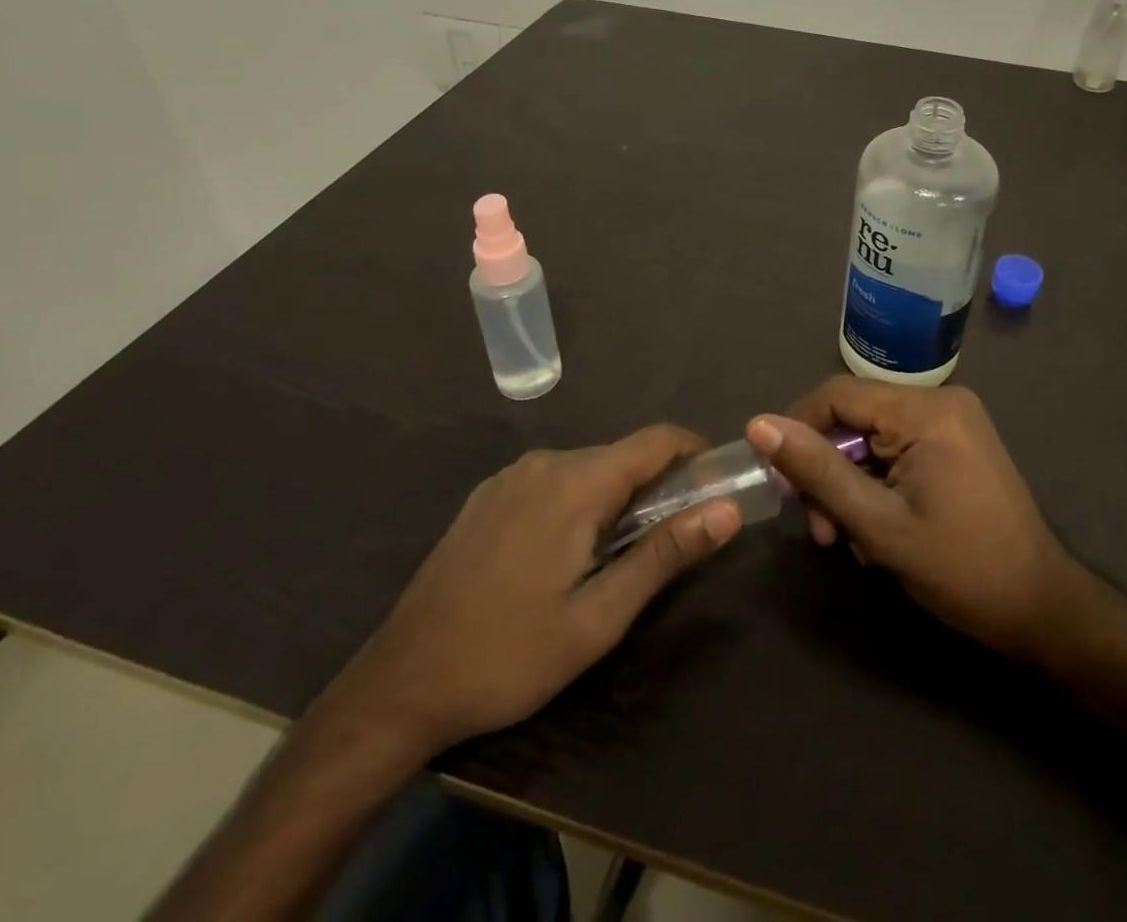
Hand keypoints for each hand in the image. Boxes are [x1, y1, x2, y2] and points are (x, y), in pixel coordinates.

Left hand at [324, 426, 741, 756]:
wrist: (399, 686)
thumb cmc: (510, 655)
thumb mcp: (599, 617)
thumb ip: (665, 554)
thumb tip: (727, 510)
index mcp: (576, 482)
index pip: (657, 440)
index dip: (697, 453)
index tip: (720, 485)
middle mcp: (545, 463)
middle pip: (623, 455)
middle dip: (659, 485)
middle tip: (674, 540)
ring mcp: (511, 477)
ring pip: (588, 469)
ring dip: (618, 497)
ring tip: (621, 555)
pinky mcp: (488, 496)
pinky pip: (553, 482)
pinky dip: (580, 502)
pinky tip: (567, 554)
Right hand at [747, 378, 1085, 665]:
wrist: (1042, 608)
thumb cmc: (961, 570)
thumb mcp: (878, 525)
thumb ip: (818, 470)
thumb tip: (759, 425)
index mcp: (925, 410)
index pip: (836, 395)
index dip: (797, 431)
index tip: (780, 483)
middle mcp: (940, 400)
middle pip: (854, 418)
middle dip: (828, 472)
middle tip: (822, 532)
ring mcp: (952, 419)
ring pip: (872, 437)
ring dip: (850, 485)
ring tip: (850, 541)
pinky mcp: (957, 441)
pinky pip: (896, 447)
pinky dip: (877, 483)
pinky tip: (877, 530)